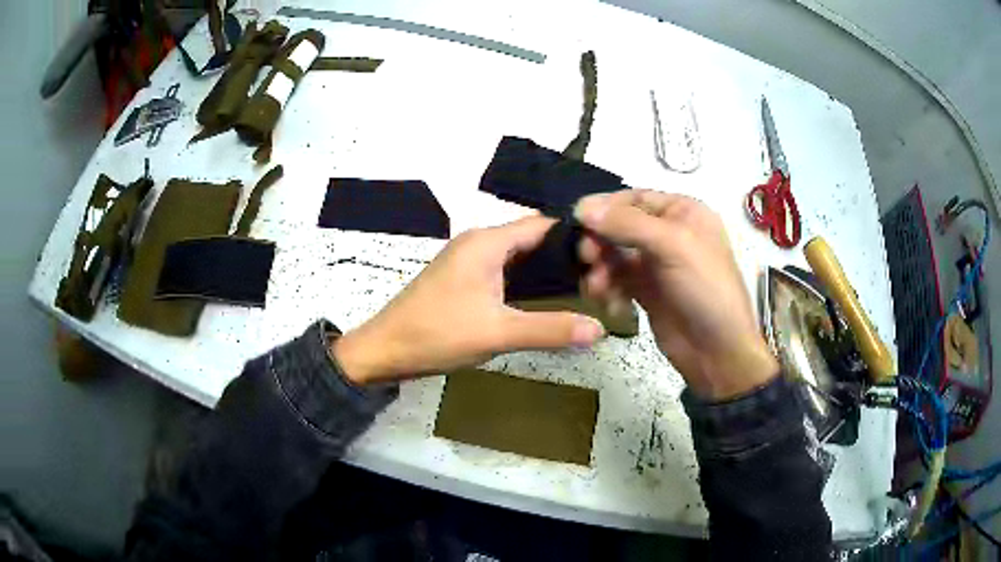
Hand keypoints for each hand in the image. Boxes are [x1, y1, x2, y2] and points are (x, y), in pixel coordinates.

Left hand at [332, 217, 605, 384]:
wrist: (384, 351)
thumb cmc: (437, 334)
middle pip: (533, 238)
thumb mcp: (497, 333)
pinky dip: (528, 280)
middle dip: (566, 255)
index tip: (607, 260)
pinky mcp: (464, 279)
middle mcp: (479, 243)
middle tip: (600, 279)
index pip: (543, 225)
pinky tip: (547, 299)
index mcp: (487, 243)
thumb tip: (598, 329)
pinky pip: (505, 271)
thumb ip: (550, 329)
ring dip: (548, 269)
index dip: (576, 239)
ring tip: (584, 289)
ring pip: (519, 256)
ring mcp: (469, 261)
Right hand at [575, 190, 776, 399]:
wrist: (718, 352)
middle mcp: (668, 234)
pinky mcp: (646, 291)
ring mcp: (656, 264)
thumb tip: (582, 207)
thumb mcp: (673, 246)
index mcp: (682, 213)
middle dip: (600, 242)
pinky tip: (612, 306)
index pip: (635, 198)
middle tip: (586, 259)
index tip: (576, 220)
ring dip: (601, 270)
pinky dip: (609, 289)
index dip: (606, 207)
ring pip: (614, 255)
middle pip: (620, 227)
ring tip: (598, 290)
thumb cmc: (705, 290)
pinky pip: (617, 281)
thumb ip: (628, 224)